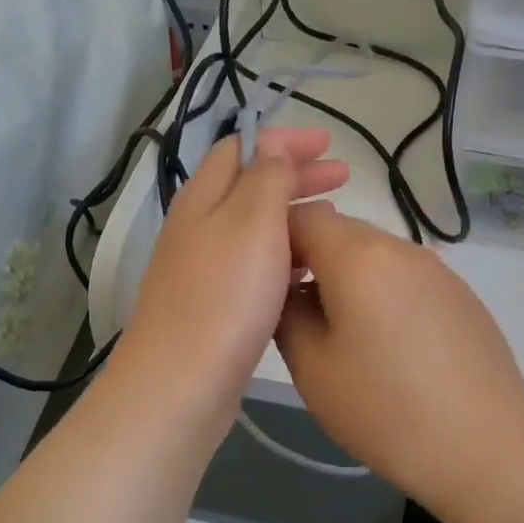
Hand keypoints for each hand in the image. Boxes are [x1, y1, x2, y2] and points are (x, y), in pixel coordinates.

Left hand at [114, 127, 347, 430]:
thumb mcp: (252, 220)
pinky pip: (253, 266)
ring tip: (332, 222)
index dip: (285, 140)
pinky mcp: (213, 306)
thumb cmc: (224, 295)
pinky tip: (307, 274)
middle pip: (249, 187)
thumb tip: (271, 147)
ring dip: (292, 216)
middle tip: (342, 177)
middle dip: (296, 176)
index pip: (242, 148)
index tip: (329, 145)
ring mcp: (202, 269)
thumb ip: (266, 177)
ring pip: (253, 228)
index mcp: (204, 197)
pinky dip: (283, 257)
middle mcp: (198, 227)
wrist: (181, 382)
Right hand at [275, 203, 523, 513]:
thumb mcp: (313, 368)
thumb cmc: (386, 409)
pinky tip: (388, 345)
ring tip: (341, 333)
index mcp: (359, 256)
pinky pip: (407, 277)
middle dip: (311, 258)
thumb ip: (287, 315)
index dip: (274, 240)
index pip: (303, 216)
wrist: (486, 448)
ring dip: (348, 277)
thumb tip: (288, 292)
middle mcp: (402, 248)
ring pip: (376, 254)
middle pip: (341, 231)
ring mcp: (439, 270)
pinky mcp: (463, 296)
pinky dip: (384, 293)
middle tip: (295, 310)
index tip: (264, 282)